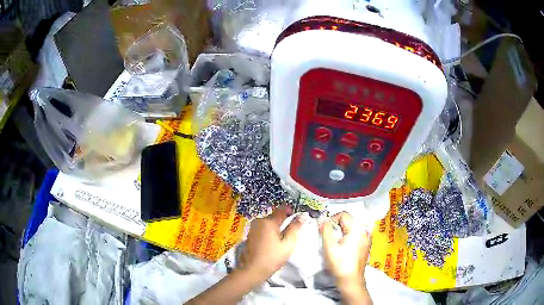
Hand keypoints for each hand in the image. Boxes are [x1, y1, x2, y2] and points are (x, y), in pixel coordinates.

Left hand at [238, 206, 305, 282]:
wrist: (252, 270)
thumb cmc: (272, 257)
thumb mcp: (288, 244)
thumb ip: (295, 228)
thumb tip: (302, 216)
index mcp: (268, 222)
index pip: (282, 209)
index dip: (291, 212)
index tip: (298, 220)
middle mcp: (259, 221)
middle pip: (275, 215)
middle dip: (285, 221)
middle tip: (292, 232)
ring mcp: (253, 228)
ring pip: (269, 222)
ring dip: (277, 227)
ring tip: (283, 239)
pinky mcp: (250, 234)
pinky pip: (263, 228)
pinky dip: (270, 231)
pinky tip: (273, 242)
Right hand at [320, 212, 371, 285]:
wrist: (351, 280)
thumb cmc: (340, 264)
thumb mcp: (329, 246)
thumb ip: (325, 229)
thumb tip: (323, 220)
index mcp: (358, 228)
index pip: (343, 214)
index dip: (331, 220)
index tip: (324, 230)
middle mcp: (365, 230)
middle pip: (348, 221)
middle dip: (336, 227)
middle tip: (328, 238)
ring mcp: (367, 237)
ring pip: (351, 228)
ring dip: (341, 232)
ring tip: (335, 244)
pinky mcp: (366, 244)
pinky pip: (355, 235)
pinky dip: (348, 237)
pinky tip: (342, 248)